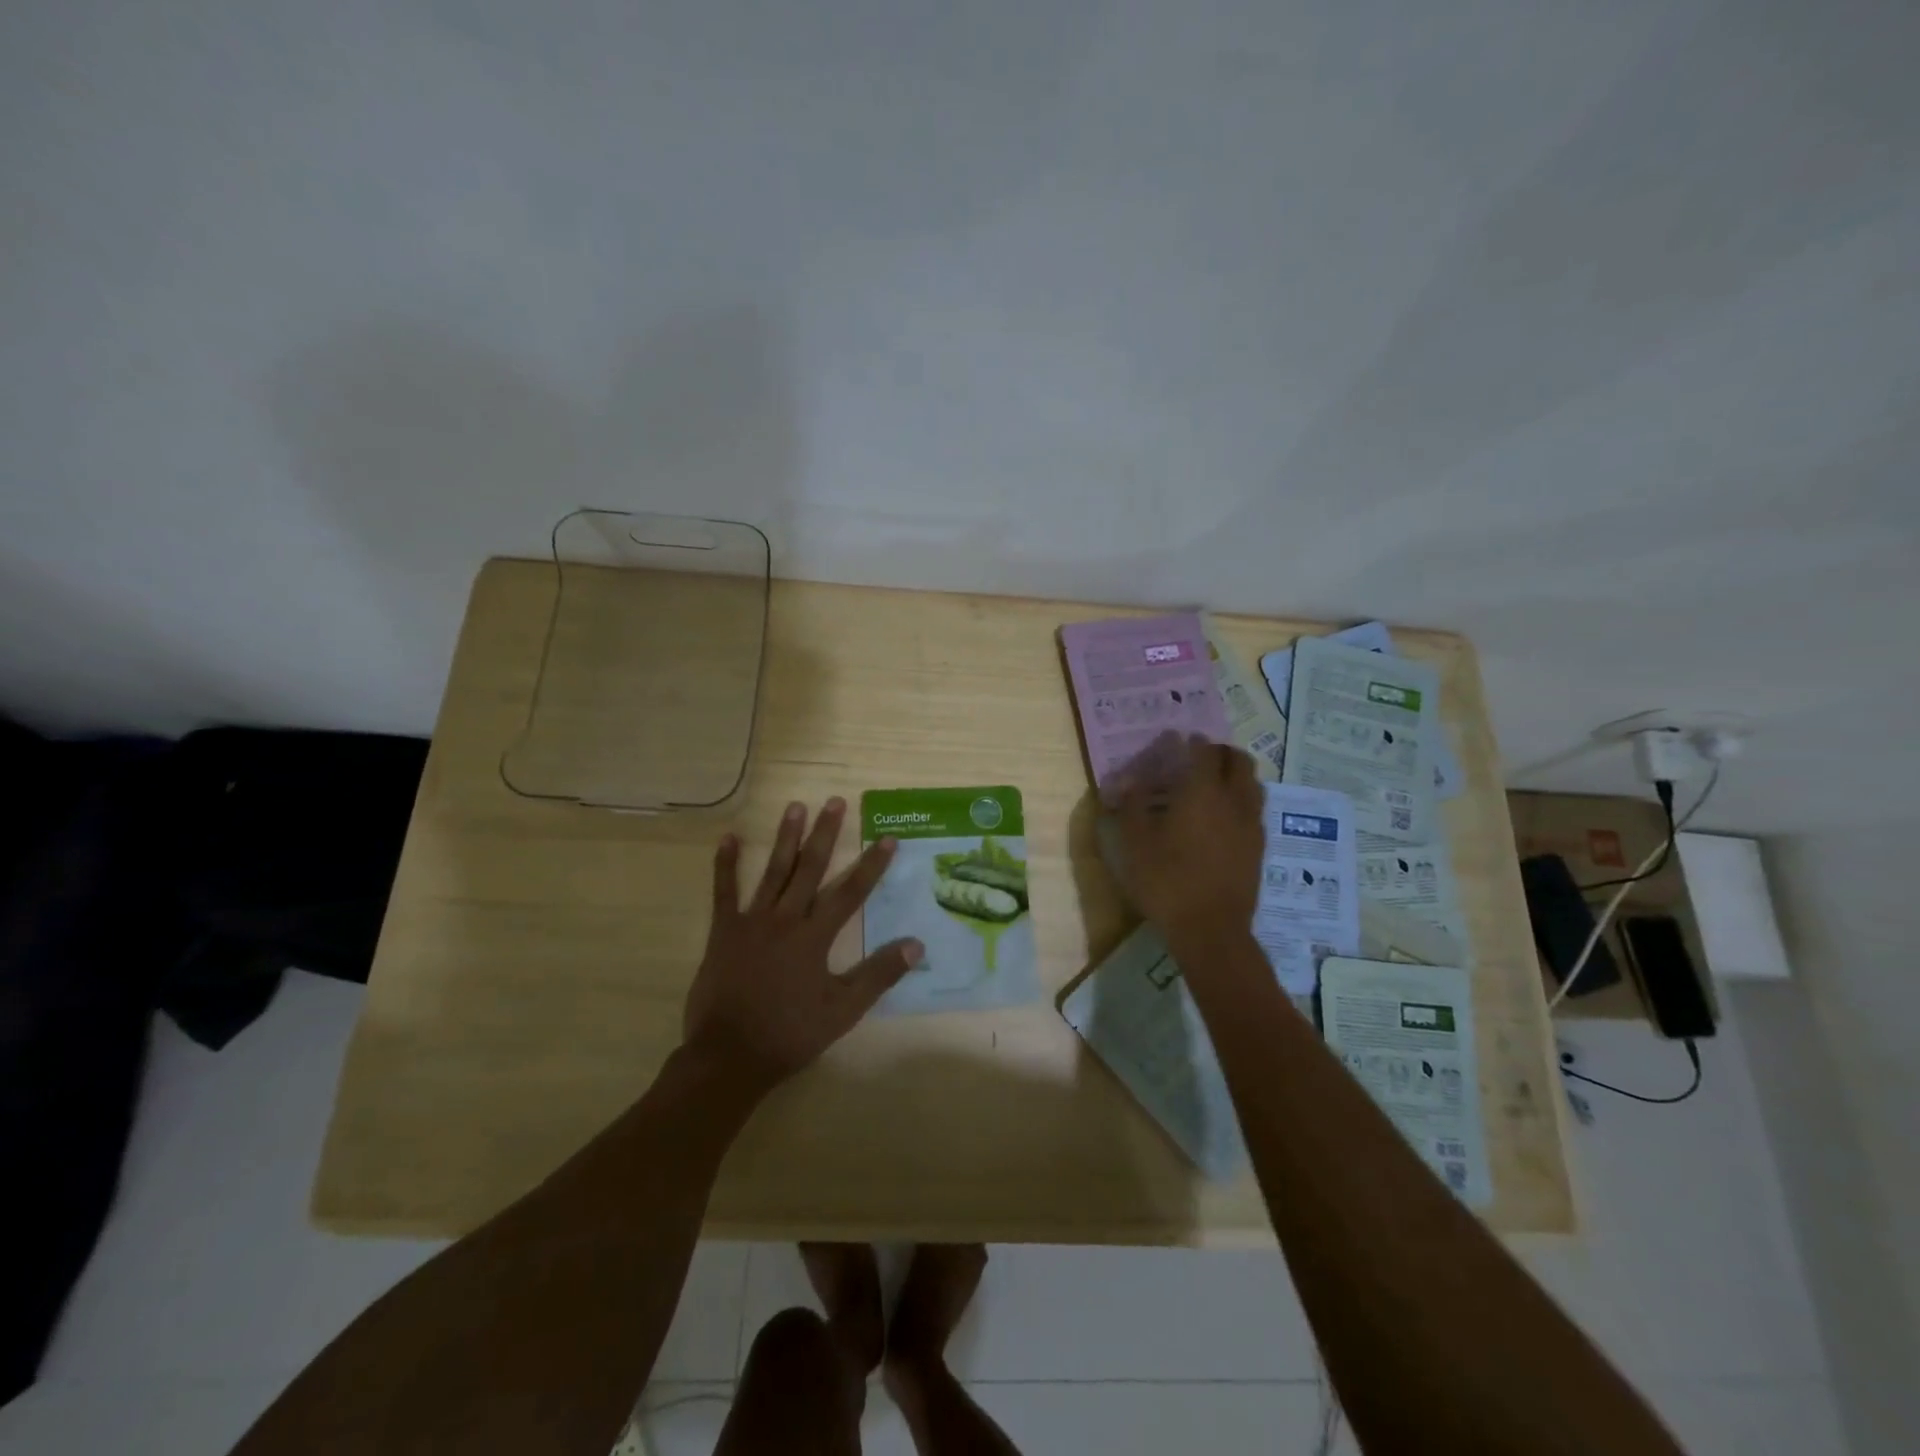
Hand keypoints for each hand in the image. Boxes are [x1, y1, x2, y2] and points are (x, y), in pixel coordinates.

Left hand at [683, 797, 922, 1092]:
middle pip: (810, 869)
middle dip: (825, 834)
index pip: (851, 892)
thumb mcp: (843, 1010)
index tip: (887, 838)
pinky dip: (726, 864)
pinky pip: (723, 892)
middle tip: (835, 801)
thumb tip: (917, 944)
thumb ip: (878, 974)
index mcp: (815, 937)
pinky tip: (729, 838)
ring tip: (795, 806)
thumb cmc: (790, 1033)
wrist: (729, 1055)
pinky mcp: (724, 931)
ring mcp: (751, 922)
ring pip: (773, 871)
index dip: (871, 865)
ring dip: (785, 838)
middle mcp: (785, 919)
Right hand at [1108, 732, 1264, 947]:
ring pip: (1252, 784)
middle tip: (1199, 759)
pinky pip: (1254, 809)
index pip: (1205, 751)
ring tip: (1213, 786)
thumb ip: (1131, 805)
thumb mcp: (1134, 842)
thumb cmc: (1166, 881)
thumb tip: (1129, 780)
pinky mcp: (1259, 847)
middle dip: (1220, 752)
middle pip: (1238, 760)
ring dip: (1235, 775)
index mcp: (1202, 792)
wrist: (1211, 929)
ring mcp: (1251, 824)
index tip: (1180, 741)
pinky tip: (1222, 819)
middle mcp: (1233, 800)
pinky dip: (1241, 801)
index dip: (1193, 742)